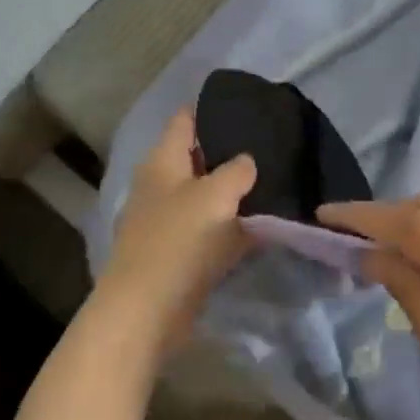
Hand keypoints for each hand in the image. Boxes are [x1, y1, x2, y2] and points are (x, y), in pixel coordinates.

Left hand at [98, 109, 256, 353]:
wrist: (146, 313)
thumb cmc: (178, 242)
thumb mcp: (216, 196)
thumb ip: (237, 170)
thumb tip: (246, 162)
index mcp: (162, 162)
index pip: (185, 120)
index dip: (212, 110)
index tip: (247, 107)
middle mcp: (160, 185)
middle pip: (198, 158)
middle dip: (230, 153)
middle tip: (271, 148)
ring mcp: (165, 221)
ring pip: (206, 196)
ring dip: (233, 194)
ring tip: (273, 183)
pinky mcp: (175, 253)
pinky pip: (208, 230)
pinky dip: (230, 227)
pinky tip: (260, 226)